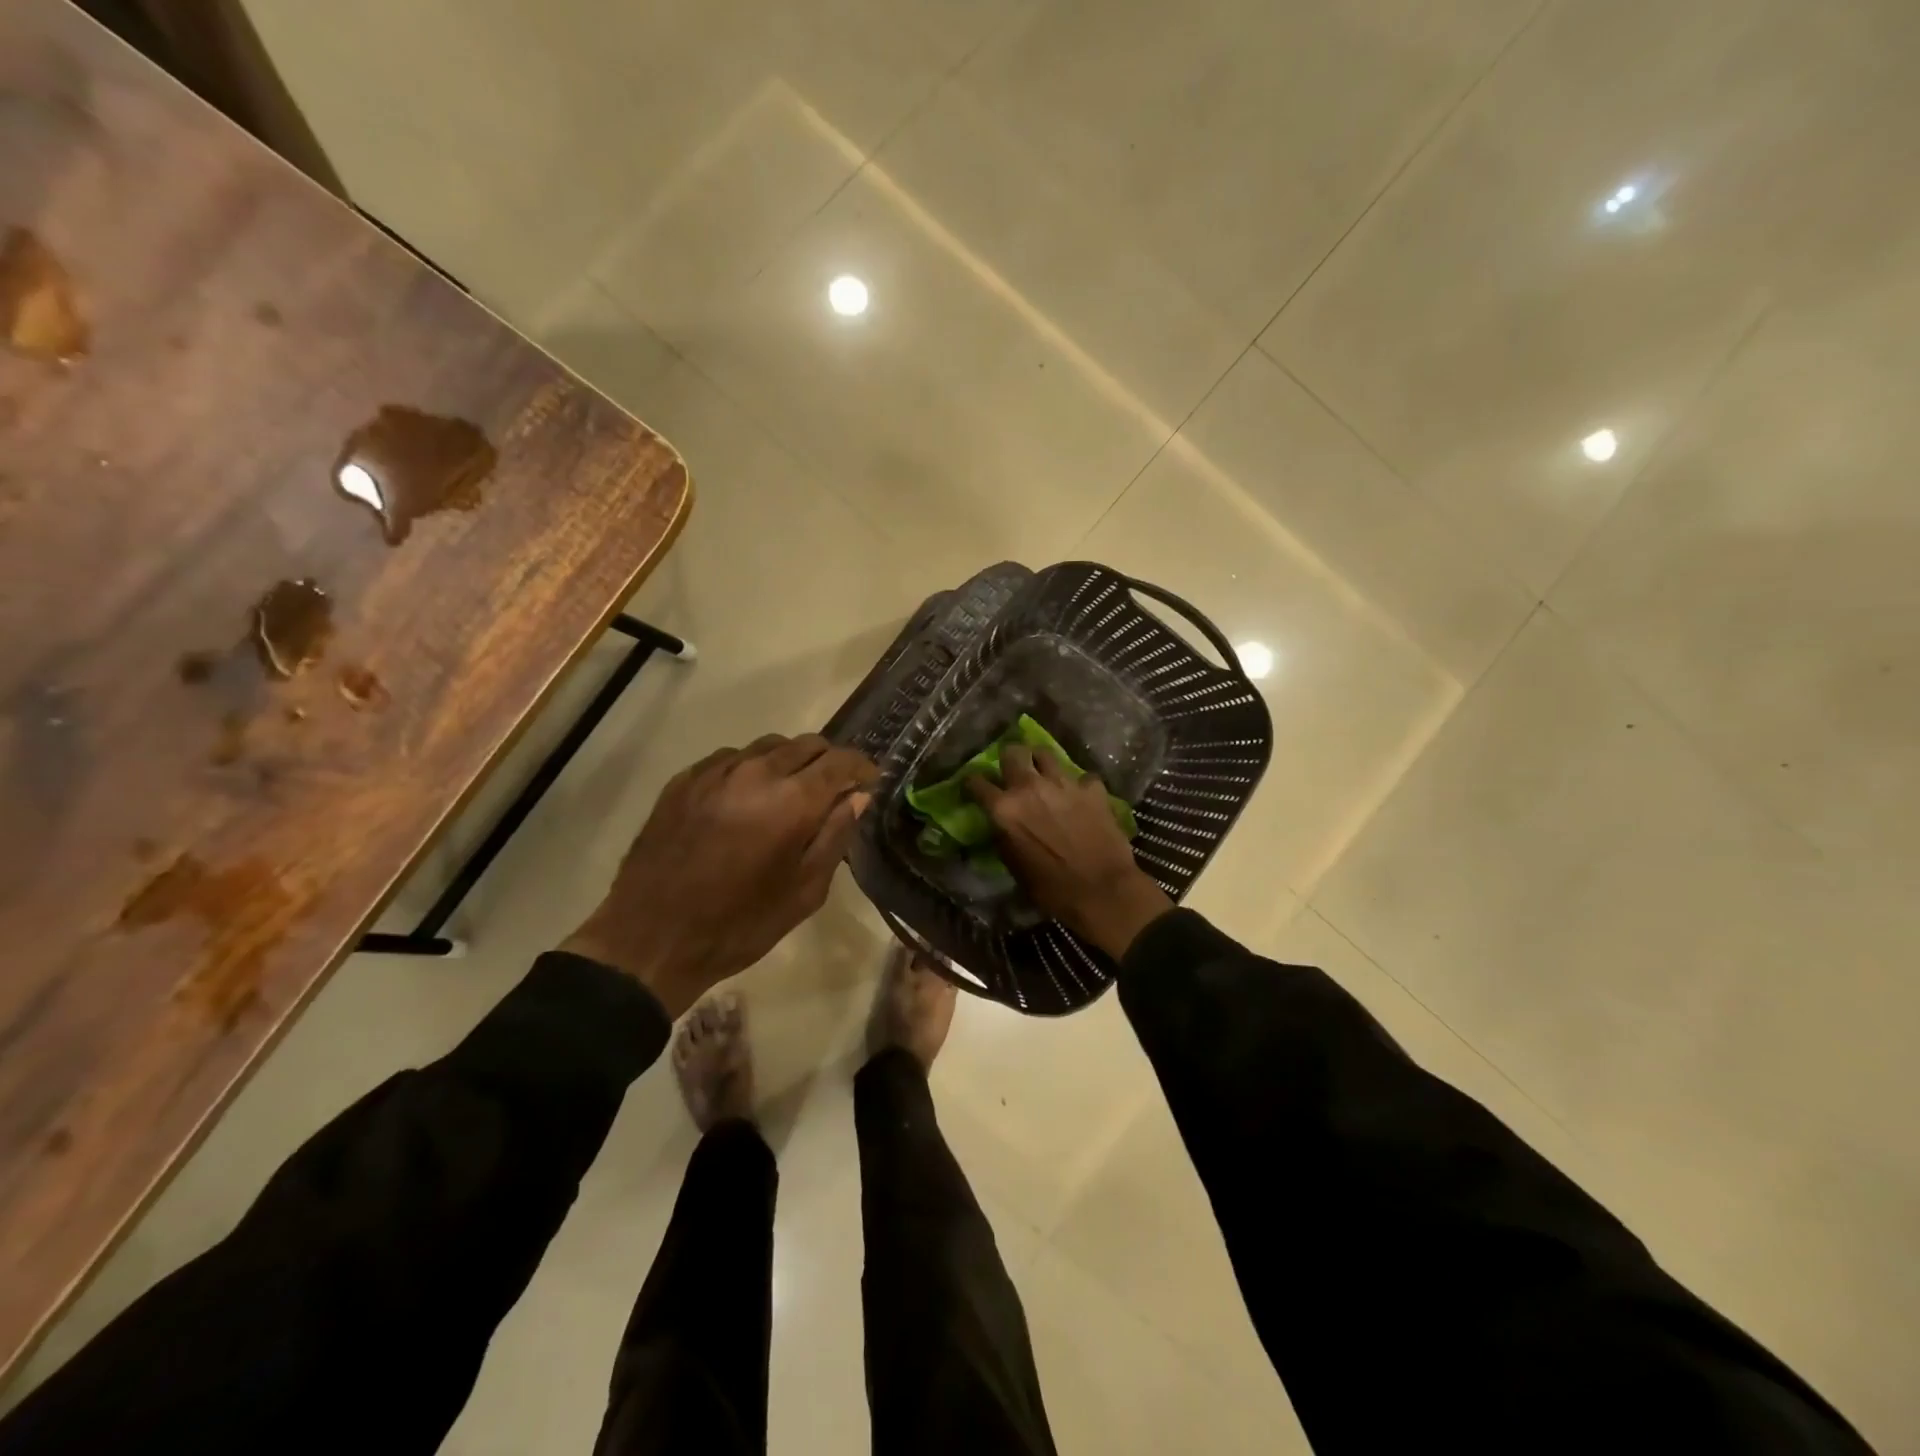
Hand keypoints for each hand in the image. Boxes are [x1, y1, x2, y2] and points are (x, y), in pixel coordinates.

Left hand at [562, 735, 878, 1015]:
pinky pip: (731, 758)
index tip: (870, 781)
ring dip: (790, 762)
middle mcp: (755, 772)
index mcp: (792, 801)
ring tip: (790, 793)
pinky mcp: (684, 780)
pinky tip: (747, 799)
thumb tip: (857, 797)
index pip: (839, 761)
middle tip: (833, 790)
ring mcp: (715, 772)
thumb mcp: (804, 892)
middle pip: (806, 744)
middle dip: (828, 761)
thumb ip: (835, 836)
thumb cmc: (739, 925)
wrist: (650, 939)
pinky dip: (752, 769)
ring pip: (768, 746)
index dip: (861, 767)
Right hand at [965, 745, 1171, 958]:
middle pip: (1012, 752)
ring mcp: (1063, 783)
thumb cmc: (1052, 889)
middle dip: (1009, 759)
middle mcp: (1030, 787)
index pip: (976, 782)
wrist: (1103, 891)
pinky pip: (1081, 777)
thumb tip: (1001, 824)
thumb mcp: (1014, 867)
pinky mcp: (1092, 788)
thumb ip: (1004, 836)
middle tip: (1013, 770)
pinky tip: (1081, 797)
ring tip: (1044, 774)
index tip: (975, 787)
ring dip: (1041, 763)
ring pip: (1045, 754)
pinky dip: (1079, 786)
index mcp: (1005, 808)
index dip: (973, 783)